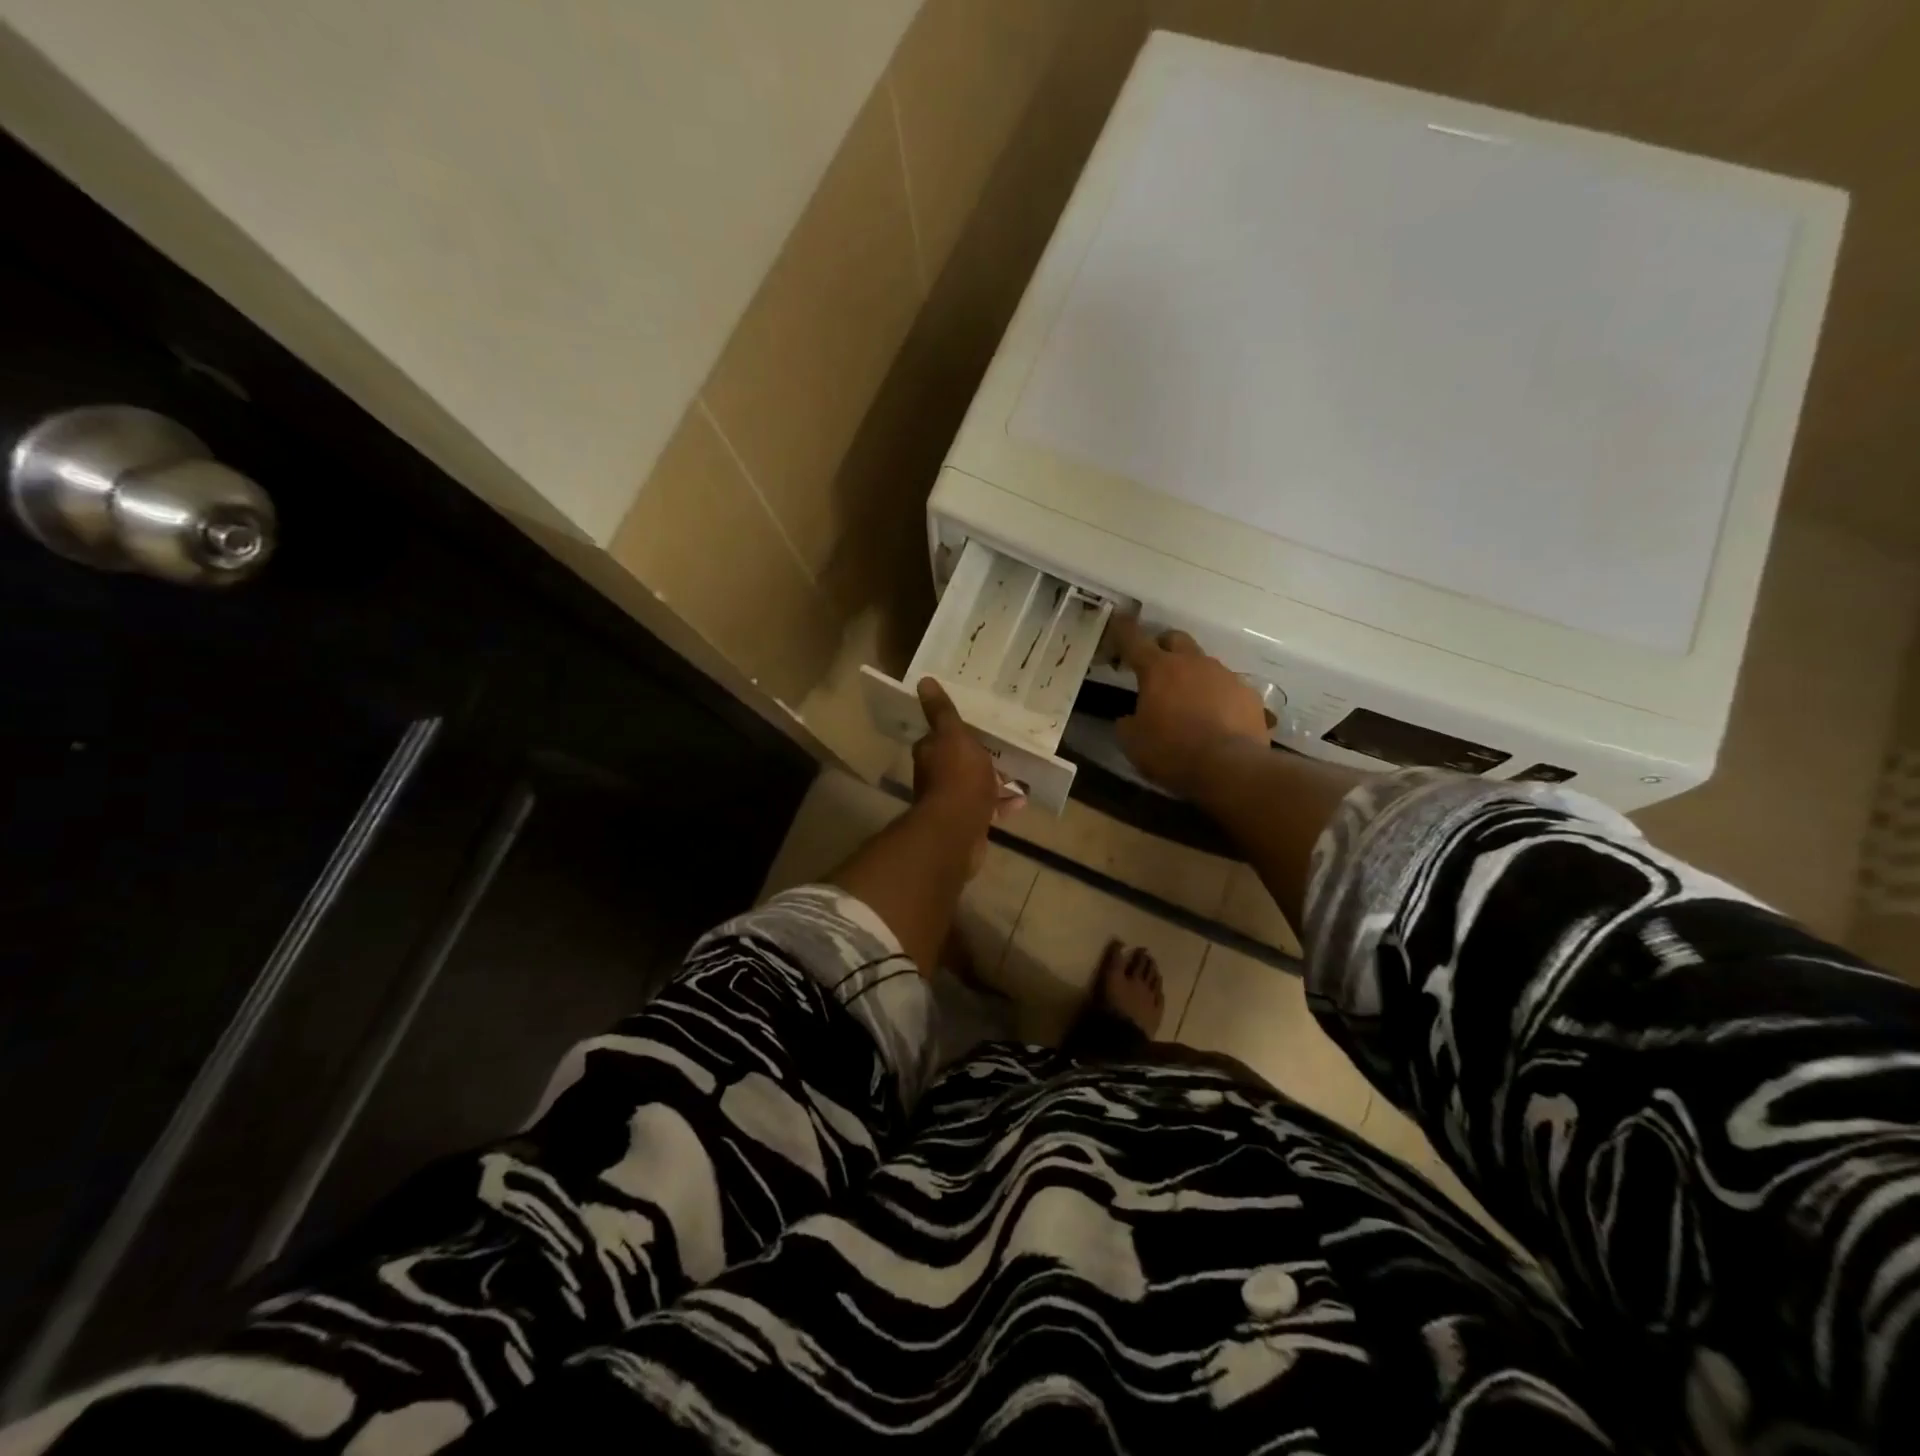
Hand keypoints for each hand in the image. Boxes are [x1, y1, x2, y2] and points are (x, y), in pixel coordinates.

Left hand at [912, 678, 1024, 874]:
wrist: (957, 830)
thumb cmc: (957, 776)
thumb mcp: (953, 735)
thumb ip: (941, 711)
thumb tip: (923, 681)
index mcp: (930, 753)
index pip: (938, 737)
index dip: (954, 730)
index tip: (974, 725)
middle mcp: (935, 776)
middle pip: (957, 761)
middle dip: (977, 756)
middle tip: (1002, 747)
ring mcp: (951, 801)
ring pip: (974, 785)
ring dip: (993, 780)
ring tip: (1018, 772)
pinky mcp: (968, 822)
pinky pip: (987, 808)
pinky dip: (1003, 803)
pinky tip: (1022, 799)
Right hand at [1111, 617, 1270, 797]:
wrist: (1230, 767)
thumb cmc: (1172, 752)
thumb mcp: (1133, 743)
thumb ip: (1128, 722)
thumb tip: (1130, 718)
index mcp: (1158, 670)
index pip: (1134, 640)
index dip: (1123, 629)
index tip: (1117, 618)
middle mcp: (1193, 663)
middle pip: (1175, 639)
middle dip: (1163, 647)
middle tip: (1156, 667)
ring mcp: (1225, 676)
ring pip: (1204, 664)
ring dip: (1193, 676)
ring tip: (1189, 703)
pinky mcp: (1249, 695)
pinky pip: (1228, 688)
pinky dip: (1218, 697)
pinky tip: (1216, 720)